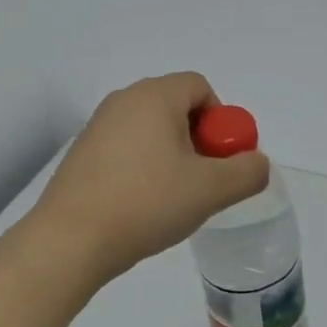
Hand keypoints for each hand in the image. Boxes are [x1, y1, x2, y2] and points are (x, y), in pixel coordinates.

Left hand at [30, 72, 270, 283]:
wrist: (71, 239)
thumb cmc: (146, 203)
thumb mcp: (210, 190)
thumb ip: (247, 172)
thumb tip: (256, 163)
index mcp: (154, 96)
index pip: (200, 87)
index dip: (220, 120)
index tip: (220, 159)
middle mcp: (123, 100)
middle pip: (175, 106)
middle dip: (197, 139)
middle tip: (202, 180)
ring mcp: (97, 125)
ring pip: (150, 129)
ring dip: (170, 155)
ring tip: (172, 197)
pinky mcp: (81, 152)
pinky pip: (125, 147)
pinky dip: (142, 166)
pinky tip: (141, 204)